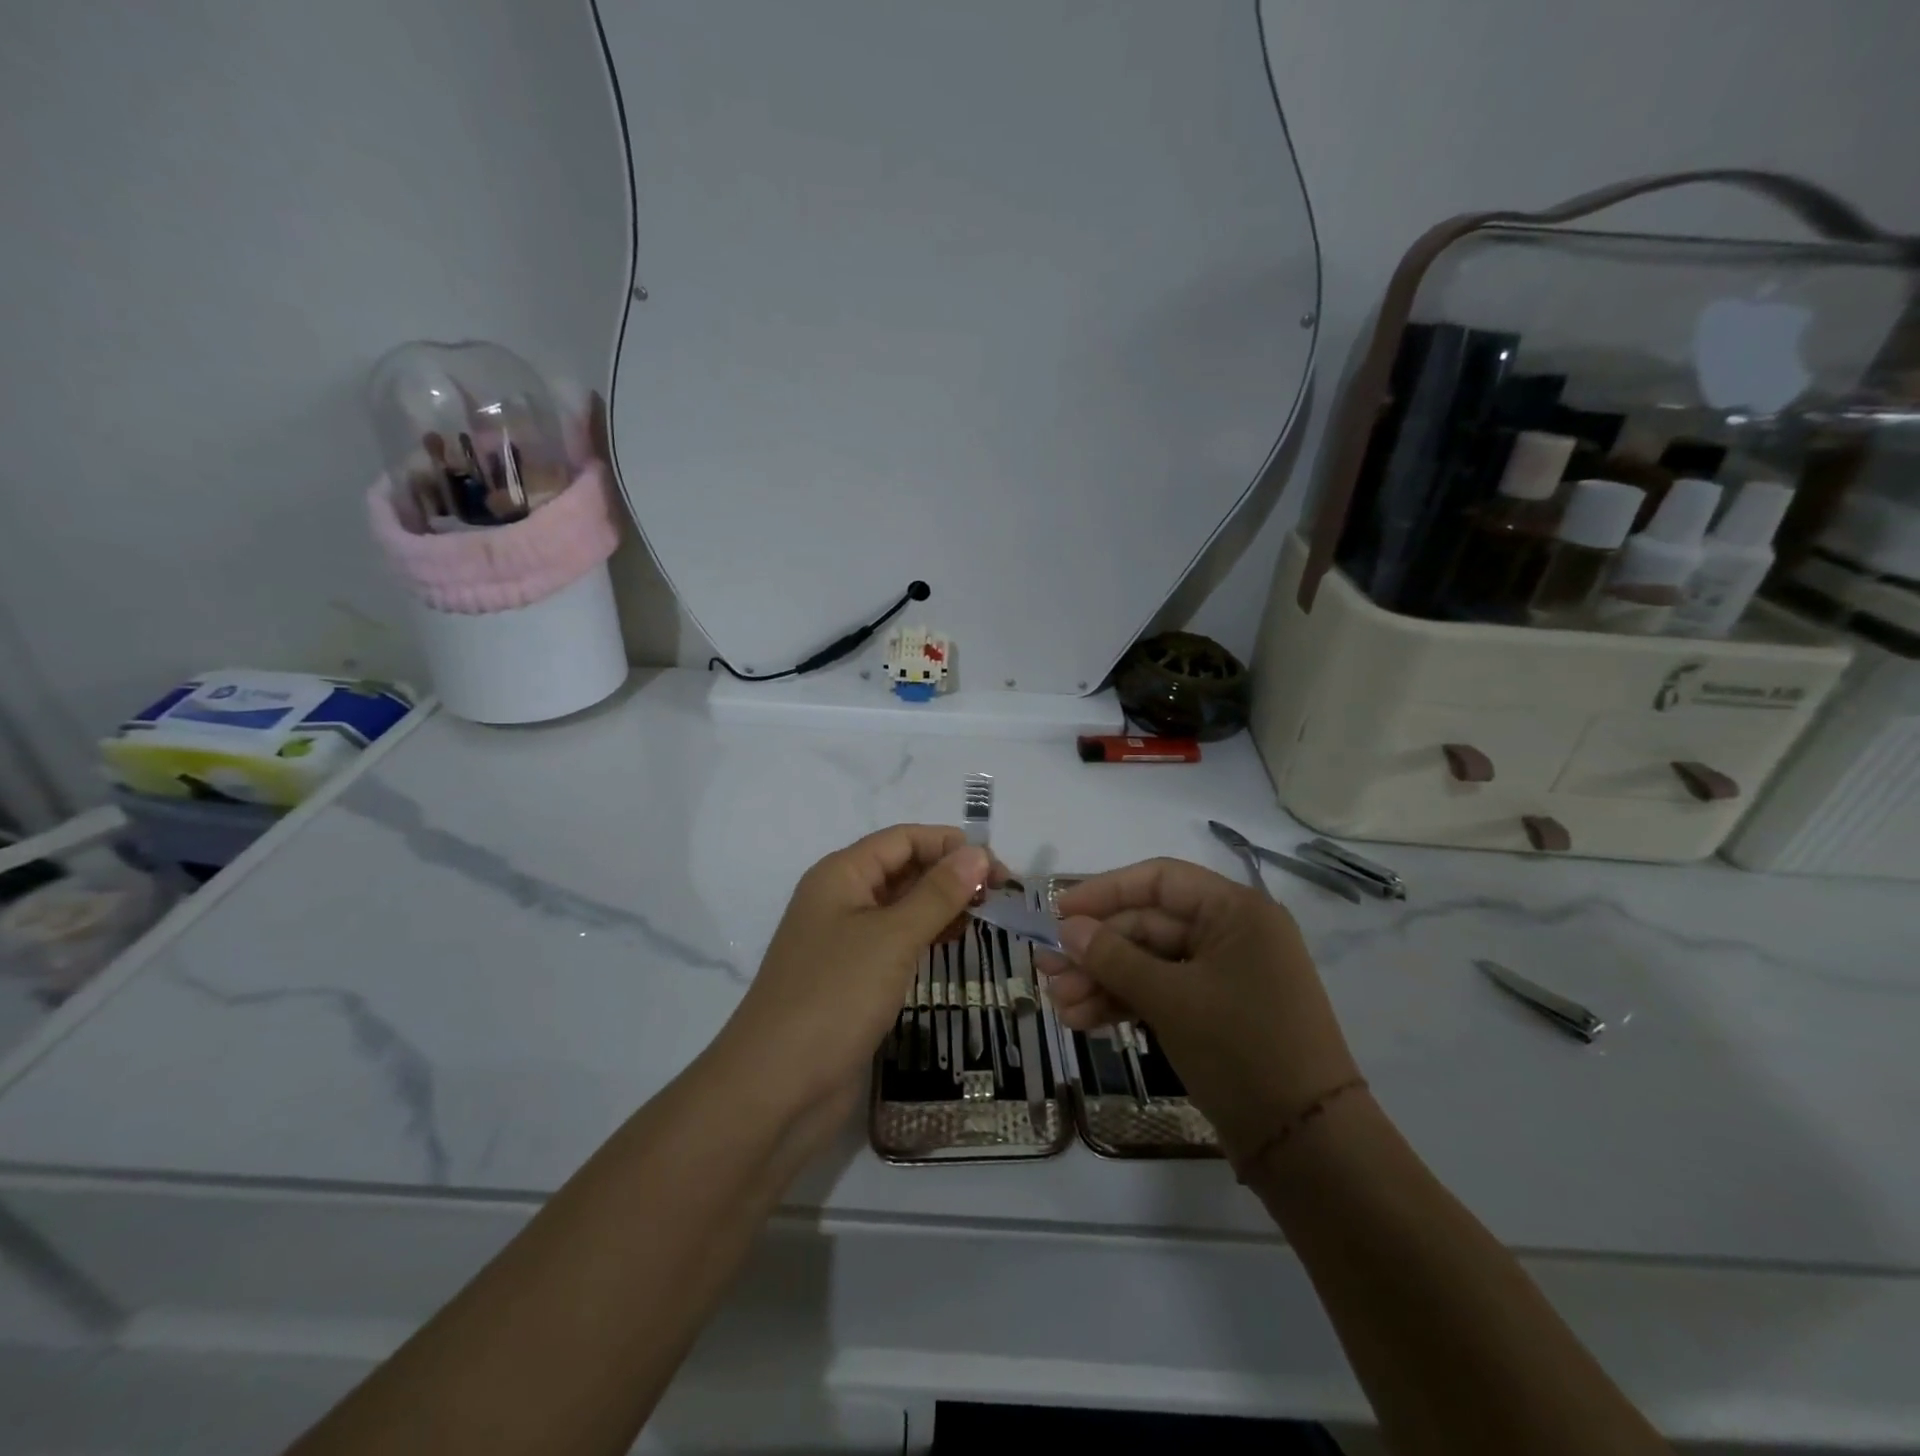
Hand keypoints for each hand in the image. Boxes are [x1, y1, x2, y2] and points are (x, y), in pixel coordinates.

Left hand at [716, 825, 995, 1145]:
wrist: (776, 1087)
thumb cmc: (835, 996)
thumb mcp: (892, 937)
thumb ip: (938, 893)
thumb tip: (978, 851)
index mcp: (841, 874)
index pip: (903, 839)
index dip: (950, 845)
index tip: (998, 869)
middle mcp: (840, 898)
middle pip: (903, 869)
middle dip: (950, 875)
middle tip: (1001, 897)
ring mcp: (844, 940)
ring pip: (901, 906)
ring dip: (942, 906)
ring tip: (987, 918)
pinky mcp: (852, 978)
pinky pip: (895, 942)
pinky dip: (926, 936)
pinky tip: (955, 945)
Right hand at [1037, 858, 1358, 1166]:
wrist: (1309, 1147)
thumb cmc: (1243, 1051)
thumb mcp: (1171, 1000)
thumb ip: (1114, 957)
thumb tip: (1066, 928)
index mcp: (1236, 911)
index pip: (1159, 880)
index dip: (1105, 892)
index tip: (1058, 912)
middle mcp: (1232, 934)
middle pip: (1148, 925)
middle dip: (1096, 950)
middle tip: (1047, 971)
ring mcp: (1224, 976)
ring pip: (1149, 963)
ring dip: (1103, 981)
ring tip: (1058, 1005)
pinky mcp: (1216, 1013)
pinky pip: (1162, 993)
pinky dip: (1125, 1003)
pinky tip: (1083, 1020)